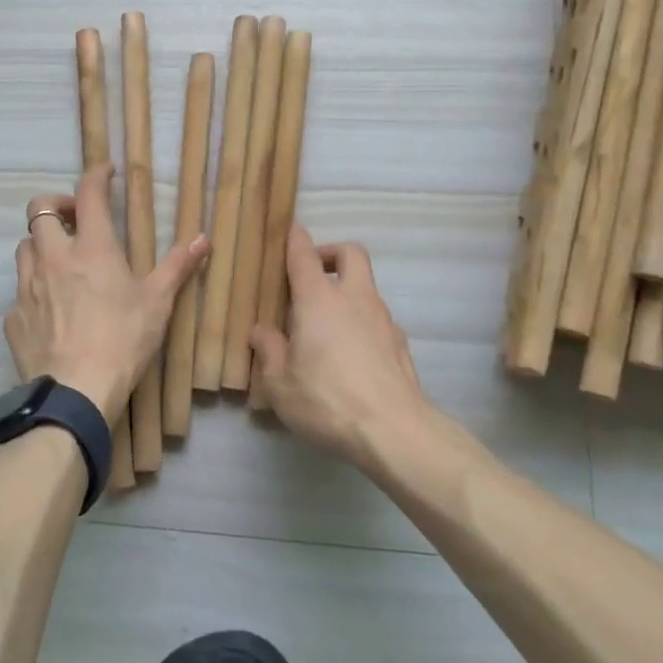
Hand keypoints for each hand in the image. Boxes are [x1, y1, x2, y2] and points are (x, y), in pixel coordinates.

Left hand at [6, 163, 209, 421]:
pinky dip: (33, 289)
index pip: (89, 193)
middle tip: (75, 219)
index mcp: (92, 247)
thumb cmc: (123, 340)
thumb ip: (178, 266)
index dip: (96, 175)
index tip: (104, 171)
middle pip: (39, 210)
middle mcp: (53, 258)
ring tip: (59, 260)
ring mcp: (28, 287)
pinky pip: (19, 292)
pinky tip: (49, 309)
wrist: (75, 393)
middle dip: (56, 205)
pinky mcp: (13, 318)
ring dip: (40, 244)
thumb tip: (203, 238)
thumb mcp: (158, 302)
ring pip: (24, 247)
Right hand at [248, 225, 431, 465]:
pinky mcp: (400, 344)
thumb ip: (268, 350)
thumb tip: (261, 331)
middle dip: (331, 253)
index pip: (304, 254)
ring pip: (366, 287)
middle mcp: (354, 298)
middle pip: (351, 253)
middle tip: (311, 274)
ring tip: (324, 327)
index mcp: (319, 299)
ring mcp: (383, 319)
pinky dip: (361, 323)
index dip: (295, 238)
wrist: (394, 431)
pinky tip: (349, 356)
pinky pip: (377, 319)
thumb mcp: (279, 383)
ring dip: (347, 293)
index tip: (289, 231)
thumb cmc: (327, 400)